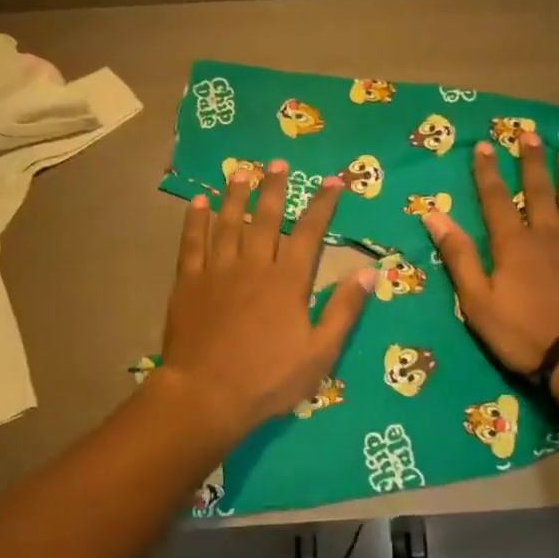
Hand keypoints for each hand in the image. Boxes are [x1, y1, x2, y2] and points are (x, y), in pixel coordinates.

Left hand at [158, 160, 372, 441]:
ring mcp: (217, 270)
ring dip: (235, 195)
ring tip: (241, 172)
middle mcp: (254, 264)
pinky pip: (192, 242)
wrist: (205, 395)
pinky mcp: (189, 282)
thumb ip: (344, 309)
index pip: (310, 232)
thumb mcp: (320, 352)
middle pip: (266, 217)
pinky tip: (198, 203)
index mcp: (288, 280)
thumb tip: (369, 271)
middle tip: (278, 162)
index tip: (333, 181)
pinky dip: (195, 220)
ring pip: (227, 222)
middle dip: (274, 187)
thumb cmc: (268, 379)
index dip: (323, 204)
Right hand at [424, 135, 558, 374]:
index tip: (484, 145)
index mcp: (513, 245)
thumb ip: (459, 256)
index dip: (487, 173)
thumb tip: (434, 216)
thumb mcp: (477, 300)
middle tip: (529, 135)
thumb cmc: (522, 334)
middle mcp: (548, 236)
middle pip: (537, 192)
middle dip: (531, 163)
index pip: (495, 201)